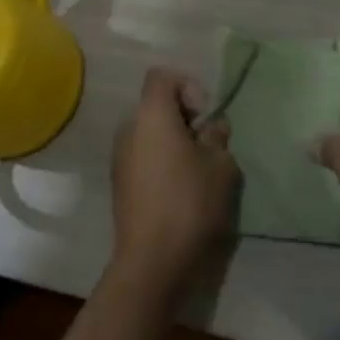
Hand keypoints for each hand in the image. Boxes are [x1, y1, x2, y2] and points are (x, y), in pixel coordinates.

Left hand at [110, 68, 240, 301]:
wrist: (152, 263)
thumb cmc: (189, 203)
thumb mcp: (220, 166)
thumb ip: (218, 137)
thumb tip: (212, 127)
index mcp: (151, 114)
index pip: (162, 76)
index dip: (187, 86)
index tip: (204, 117)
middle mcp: (129, 129)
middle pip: (156, 106)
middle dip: (184, 119)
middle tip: (207, 145)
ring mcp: (120, 158)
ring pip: (150, 134)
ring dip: (173, 143)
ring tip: (197, 172)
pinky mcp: (120, 185)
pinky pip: (143, 157)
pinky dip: (161, 163)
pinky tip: (180, 193)